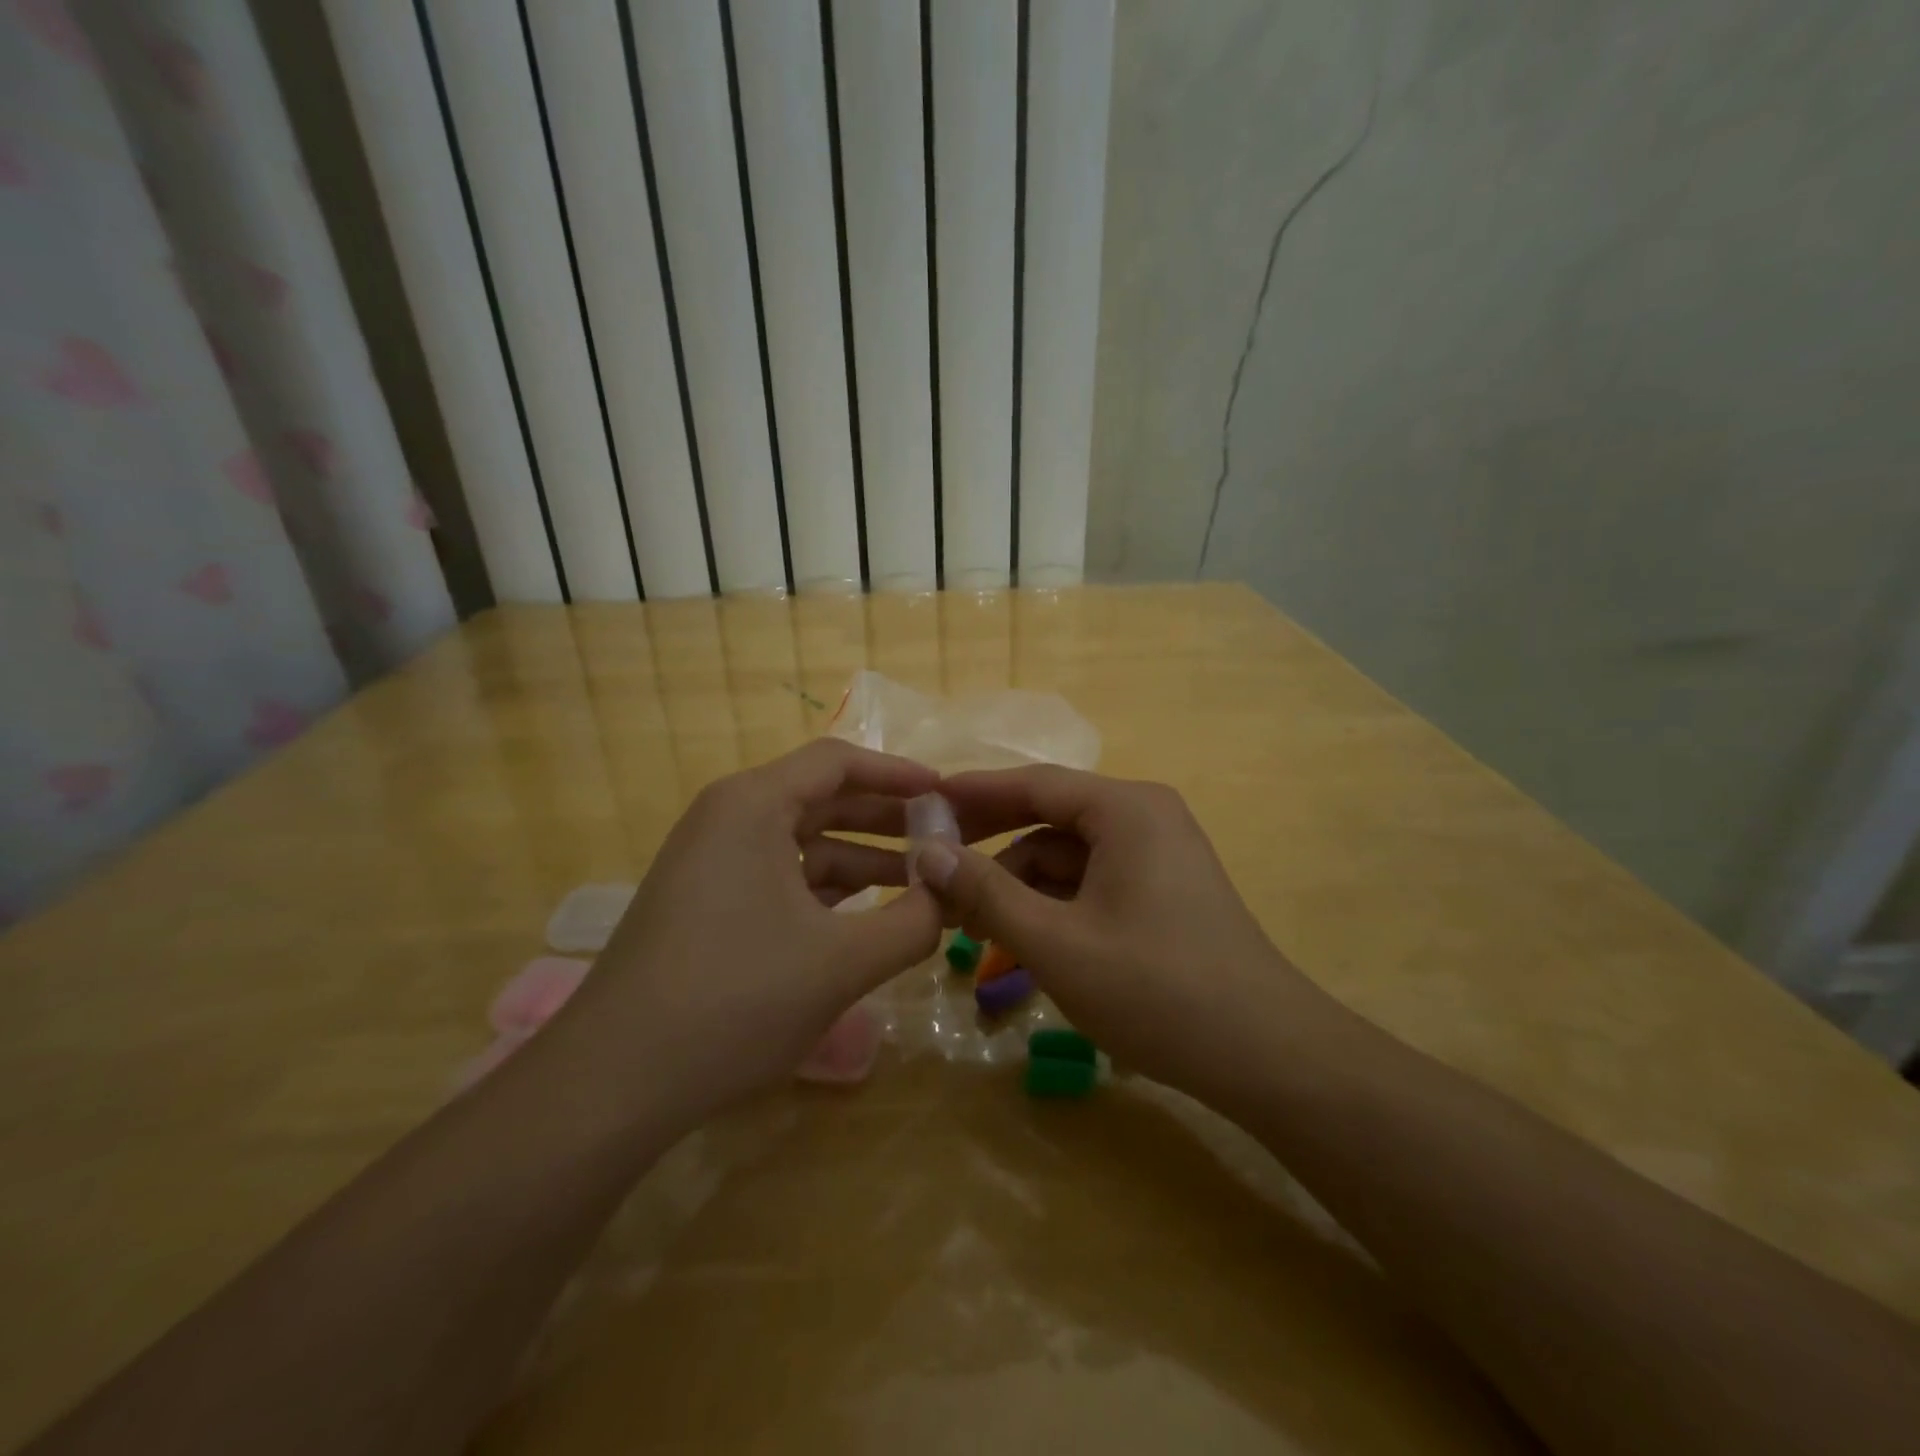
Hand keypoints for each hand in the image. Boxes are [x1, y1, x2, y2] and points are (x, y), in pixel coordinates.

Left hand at [547, 740, 944, 1127]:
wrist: (614, 1082)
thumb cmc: (736, 1000)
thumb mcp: (841, 962)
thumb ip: (913, 923)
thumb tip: (952, 896)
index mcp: (753, 805)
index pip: (838, 762)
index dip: (898, 774)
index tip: (946, 794)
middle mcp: (727, 818)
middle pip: (822, 798)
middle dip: (886, 820)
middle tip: (945, 840)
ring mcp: (711, 862)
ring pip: (802, 842)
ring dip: (861, 859)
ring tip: (920, 884)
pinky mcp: (705, 902)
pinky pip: (779, 876)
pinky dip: (826, 889)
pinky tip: (866, 915)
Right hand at [920, 767, 1331, 1107]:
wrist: (1265, 1055)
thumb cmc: (1156, 990)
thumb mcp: (1056, 943)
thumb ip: (987, 893)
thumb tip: (926, 852)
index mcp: (1126, 809)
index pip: (1033, 783)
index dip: (973, 793)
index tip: (921, 803)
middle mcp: (1144, 817)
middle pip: (1049, 818)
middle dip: (991, 847)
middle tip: (932, 867)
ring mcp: (1157, 855)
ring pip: (1067, 858)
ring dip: (1019, 887)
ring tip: (969, 926)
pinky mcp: (1161, 892)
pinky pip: (1091, 884)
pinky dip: (1052, 906)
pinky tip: (1019, 941)